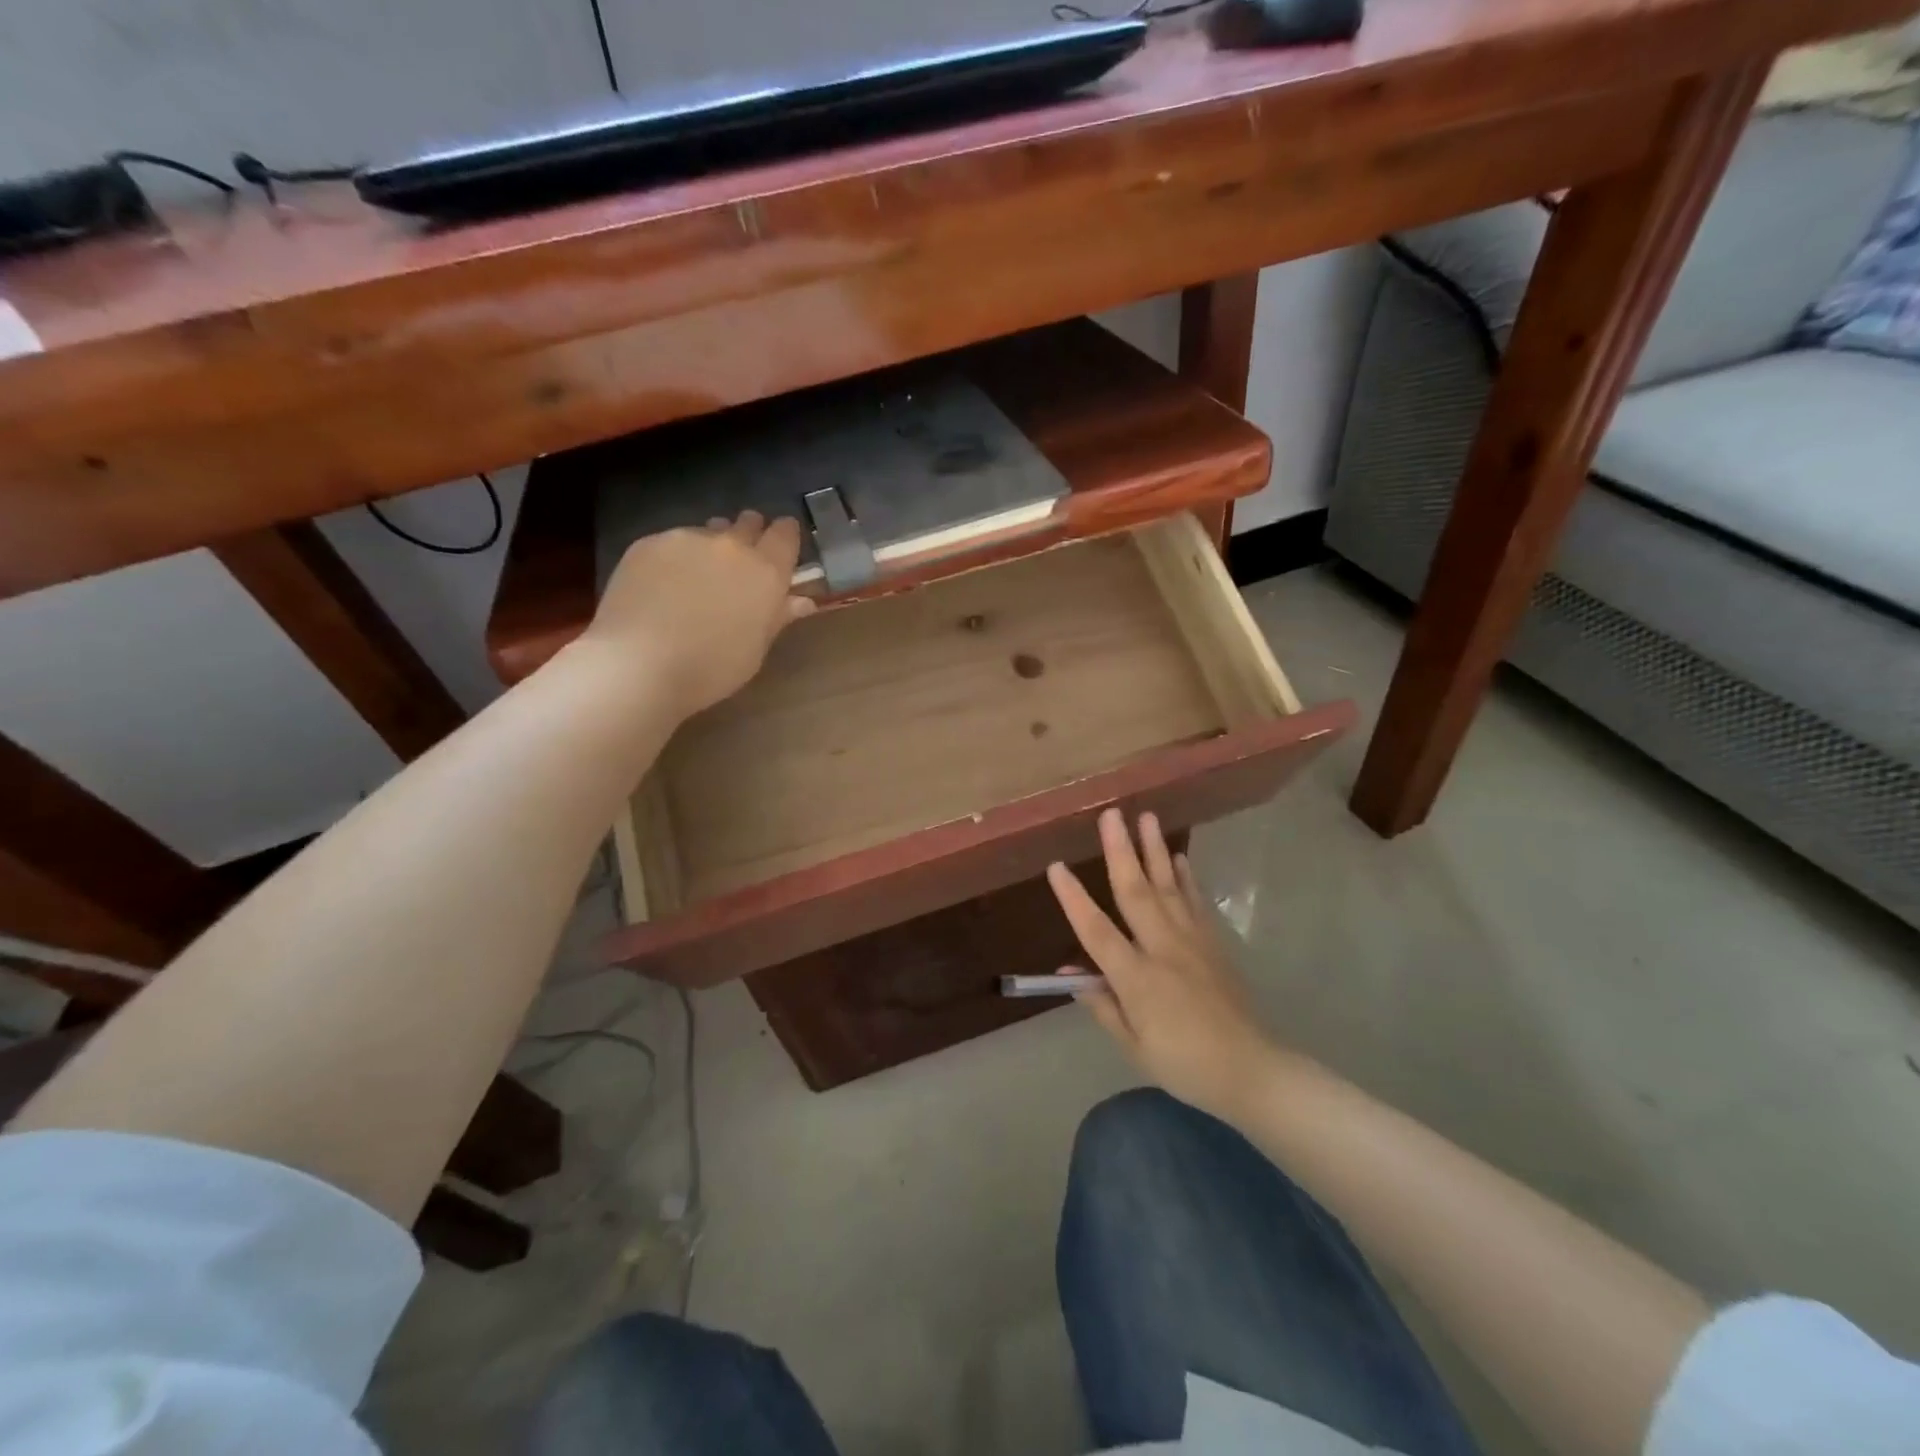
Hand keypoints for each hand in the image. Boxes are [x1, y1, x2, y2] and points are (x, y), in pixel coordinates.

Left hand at [582, 511, 815, 717]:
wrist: (638, 664)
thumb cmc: (711, 668)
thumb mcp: (755, 649)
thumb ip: (777, 617)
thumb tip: (801, 601)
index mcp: (766, 572)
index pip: (786, 533)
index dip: (785, 537)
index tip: (780, 550)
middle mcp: (731, 545)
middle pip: (748, 522)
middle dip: (749, 536)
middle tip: (739, 566)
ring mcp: (687, 539)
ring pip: (708, 531)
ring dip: (711, 546)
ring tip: (697, 577)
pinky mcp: (649, 542)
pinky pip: (672, 542)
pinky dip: (675, 558)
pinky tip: (661, 586)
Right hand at [1047, 809, 1281, 1124]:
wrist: (1251, 1070)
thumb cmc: (1184, 1064)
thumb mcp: (1134, 1046)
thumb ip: (1103, 1005)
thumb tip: (1073, 973)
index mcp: (1138, 979)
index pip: (1097, 931)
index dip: (1073, 899)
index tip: (1056, 866)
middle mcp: (1163, 949)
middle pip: (1136, 893)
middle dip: (1121, 851)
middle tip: (1111, 814)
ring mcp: (1192, 941)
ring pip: (1168, 886)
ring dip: (1154, 850)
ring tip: (1146, 816)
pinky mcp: (1214, 942)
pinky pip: (1195, 901)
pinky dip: (1185, 876)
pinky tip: (1177, 856)